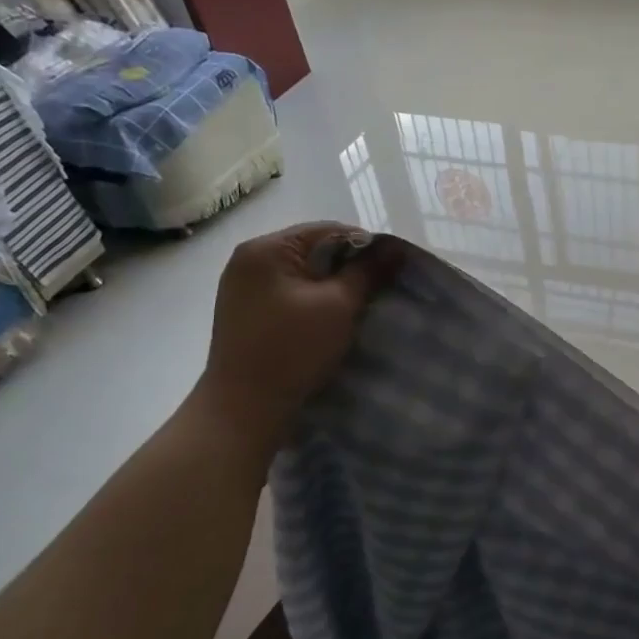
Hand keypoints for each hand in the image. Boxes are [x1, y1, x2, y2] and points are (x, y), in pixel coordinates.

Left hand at [187, 223, 399, 457]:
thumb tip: (396, 249)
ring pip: (302, 275)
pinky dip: (313, 302)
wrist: (244, 408)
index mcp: (266, 248)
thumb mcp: (338, 306)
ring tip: (358, 308)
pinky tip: (330, 322)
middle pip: (313, 250)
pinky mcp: (245, 313)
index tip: (392, 271)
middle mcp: (248, 260)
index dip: (366, 246)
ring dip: (332, 287)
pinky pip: (289, 295)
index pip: (328, 230)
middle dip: (349, 268)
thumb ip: (367, 272)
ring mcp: (243, 288)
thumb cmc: (292, 350)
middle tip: (380, 290)